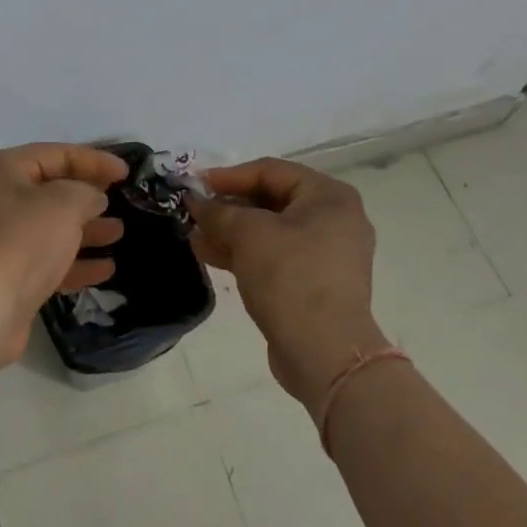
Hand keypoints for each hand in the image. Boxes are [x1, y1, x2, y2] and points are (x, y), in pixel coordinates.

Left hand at [0, 143, 127, 368]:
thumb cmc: (23, 242)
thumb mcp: (64, 204)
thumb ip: (86, 192)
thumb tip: (92, 197)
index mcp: (4, 169)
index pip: (56, 154)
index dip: (94, 159)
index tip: (126, 172)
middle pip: (51, 189)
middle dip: (88, 195)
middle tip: (120, 200)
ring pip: (50, 227)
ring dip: (86, 229)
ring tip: (119, 233)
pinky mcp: (5, 275)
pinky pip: (45, 259)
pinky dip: (74, 261)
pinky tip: (106, 269)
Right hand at [188, 158, 386, 406]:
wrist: (325, 355)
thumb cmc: (290, 277)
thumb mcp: (248, 234)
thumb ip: (218, 211)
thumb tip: (194, 201)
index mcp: (329, 196)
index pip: (270, 171)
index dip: (228, 176)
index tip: (194, 184)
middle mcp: (334, 219)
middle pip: (270, 200)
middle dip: (227, 207)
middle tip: (192, 211)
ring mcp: (326, 253)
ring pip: (269, 231)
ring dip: (230, 231)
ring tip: (194, 235)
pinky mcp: (314, 283)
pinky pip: (275, 256)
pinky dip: (245, 253)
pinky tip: (209, 254)